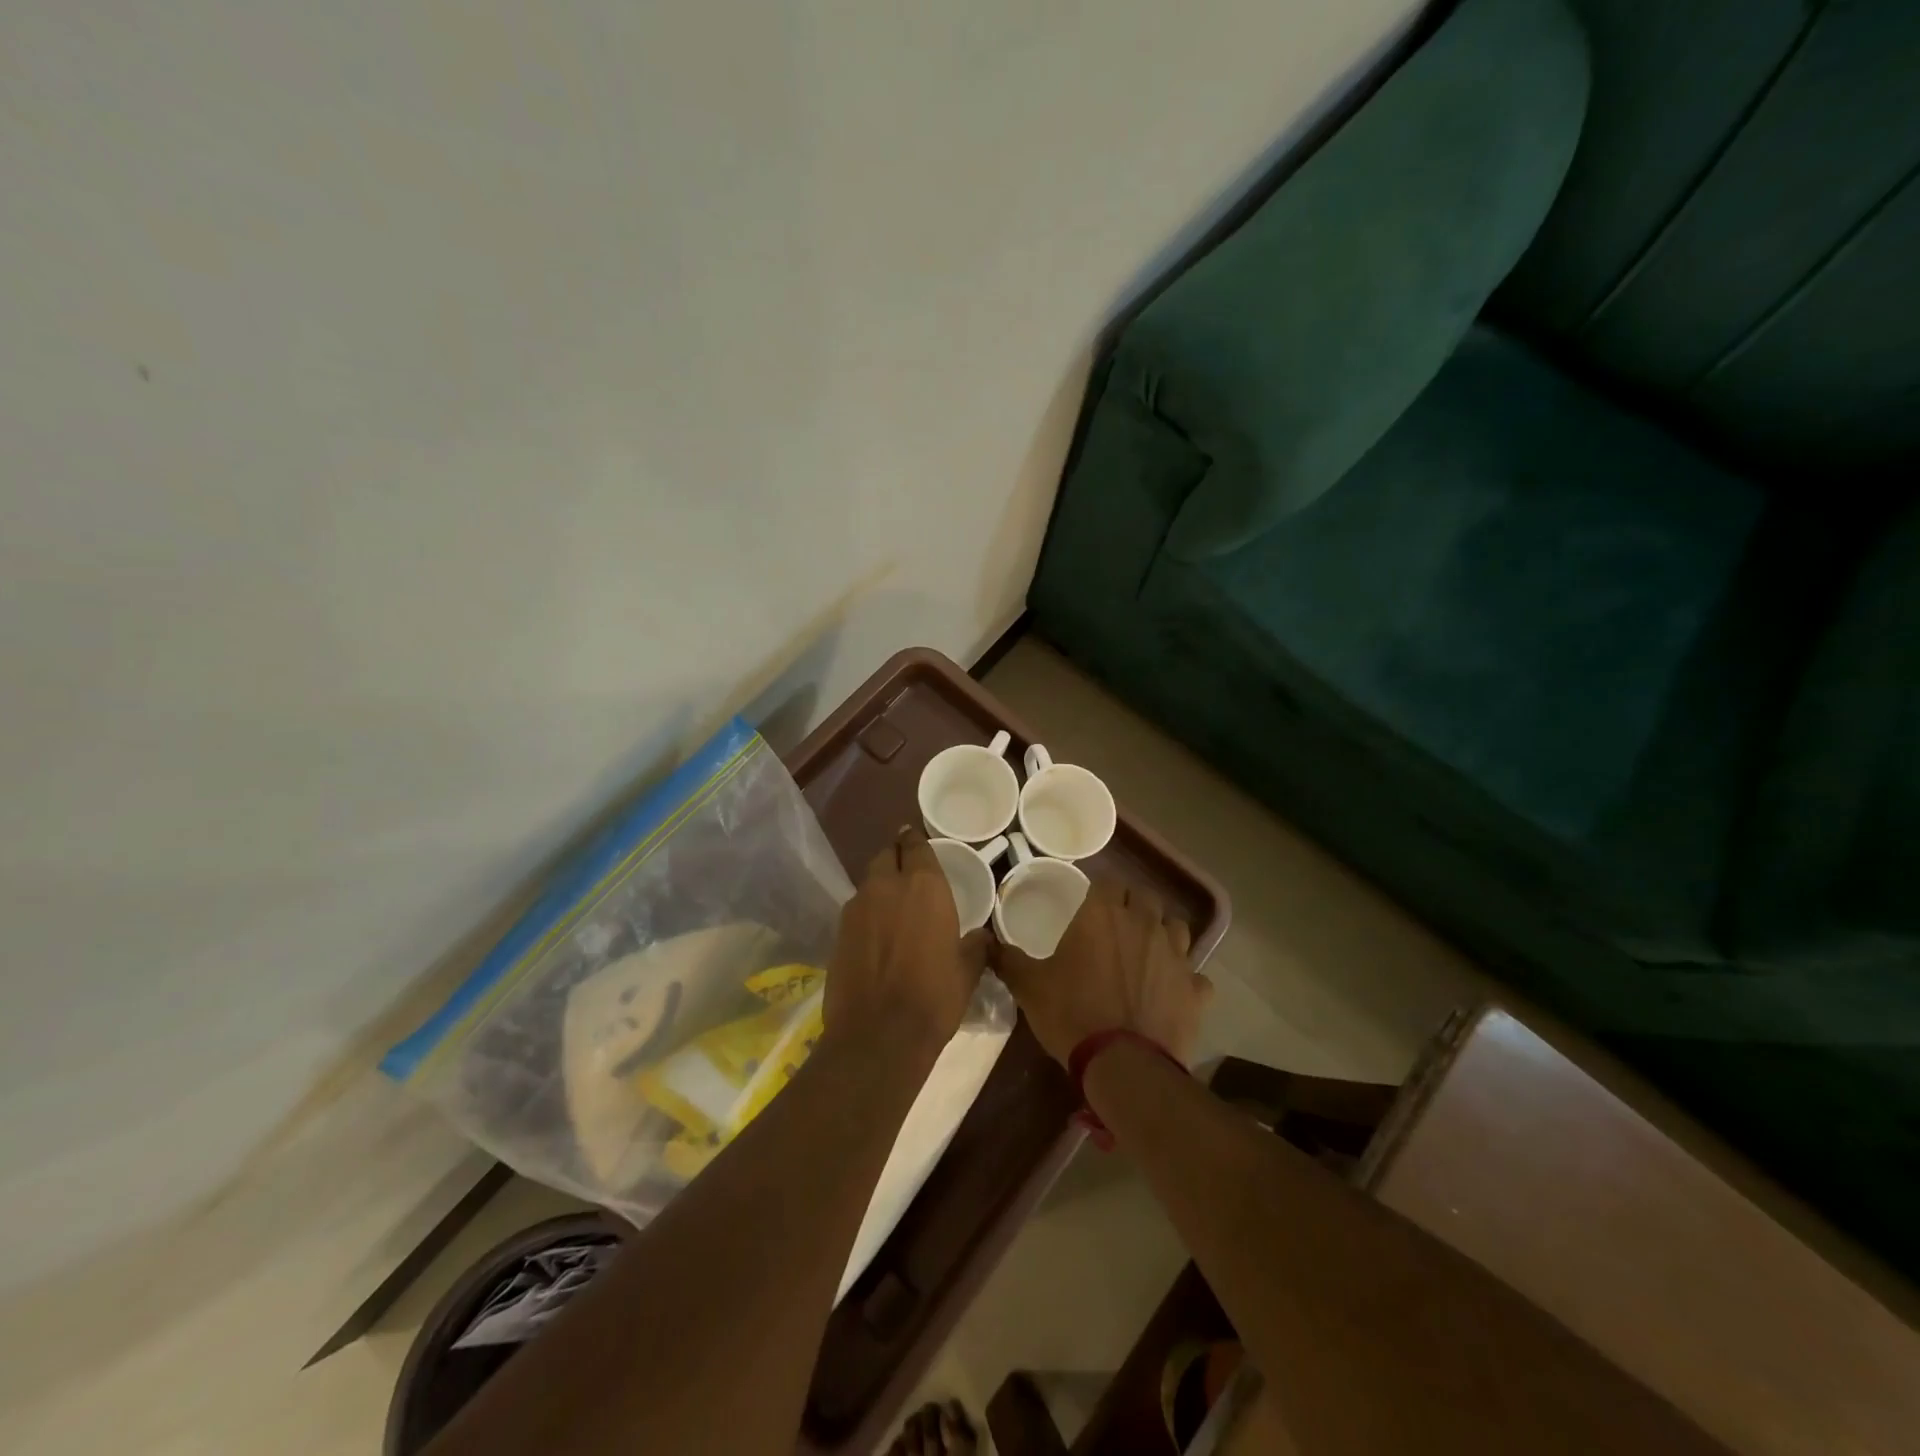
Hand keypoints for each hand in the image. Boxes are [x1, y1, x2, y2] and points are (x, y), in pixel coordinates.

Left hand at [825, 827, 988, 1056]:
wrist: (878, 1035)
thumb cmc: (934, 997)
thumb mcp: (968, 970)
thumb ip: (976, 944)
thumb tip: (982, 936)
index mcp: (924, 887)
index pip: (915, 844)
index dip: (916, 840)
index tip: (918, 840)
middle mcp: (887, 886)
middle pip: (886, 855)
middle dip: (896, 856)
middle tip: (908, 871)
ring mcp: (857, 907)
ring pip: (869, 881)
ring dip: (881, 885)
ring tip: (893, 905)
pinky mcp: (838, 931)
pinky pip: (856, 908)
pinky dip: (867, 912)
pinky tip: (876, 933)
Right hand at [995, 880, 1211, 1064]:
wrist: (1123, 1065)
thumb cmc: (1072, 1014)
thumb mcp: (1029, 987)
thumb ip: (1007, 958)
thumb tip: (983, 941)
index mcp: (1103, 915)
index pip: (1107, 882)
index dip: (1099, 892)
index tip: (1088, 907)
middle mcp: (1144, 924)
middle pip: (1144, 897)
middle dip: (1132, 906)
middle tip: (1115, 928)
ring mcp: (1176, 955)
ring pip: (1177, 927)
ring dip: (1163, 934)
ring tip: (1147, 953)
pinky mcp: (1196, 989)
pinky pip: (1196, 975)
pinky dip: (1186, 980)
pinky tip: (1172, 992)